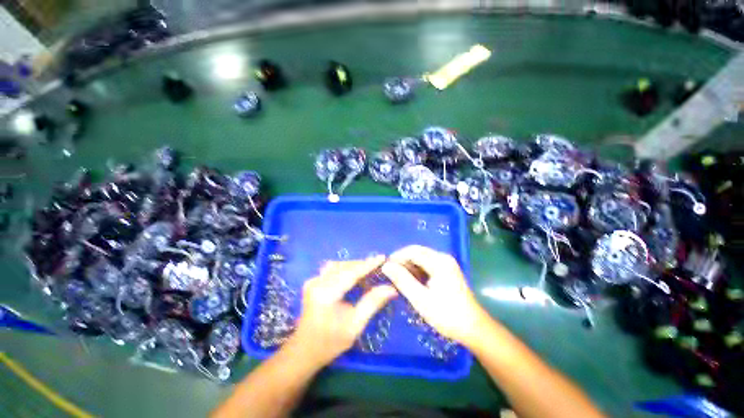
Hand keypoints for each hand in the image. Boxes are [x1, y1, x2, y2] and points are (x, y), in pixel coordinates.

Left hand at [289, 256, 397, 367]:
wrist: (304, 350)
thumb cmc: (330, 342)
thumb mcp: (355, 325)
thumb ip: (372, 303)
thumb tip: (391, 289)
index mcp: (326, 294)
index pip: (350, 273)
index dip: (368, 264)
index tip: (382, 257)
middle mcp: (317, 283)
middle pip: (344, 266)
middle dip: (362, 265)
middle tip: (378, 266)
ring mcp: (313, 281)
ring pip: (338, 265)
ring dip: (354, 266)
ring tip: (368, 271)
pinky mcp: (313, 282)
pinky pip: (332, 269)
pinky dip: (345, 269)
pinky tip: (354, 275)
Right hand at [381, 245, 487, 346]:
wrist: (474, 328)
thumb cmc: (447, 314)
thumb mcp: (421, 299)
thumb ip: (402, 280)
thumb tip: (386, 266)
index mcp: (439, 261)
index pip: (412, 251)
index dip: (397, 257)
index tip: (385, 268)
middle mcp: (443, 258)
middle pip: (417, 252)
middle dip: (402, 260)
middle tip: (390, 273)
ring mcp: (447, 263)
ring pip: (421, 258)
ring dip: (409, 265)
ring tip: (398, 278)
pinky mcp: (447, 270)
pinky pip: (427, 264)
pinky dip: (417, 270)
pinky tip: (411, 281)